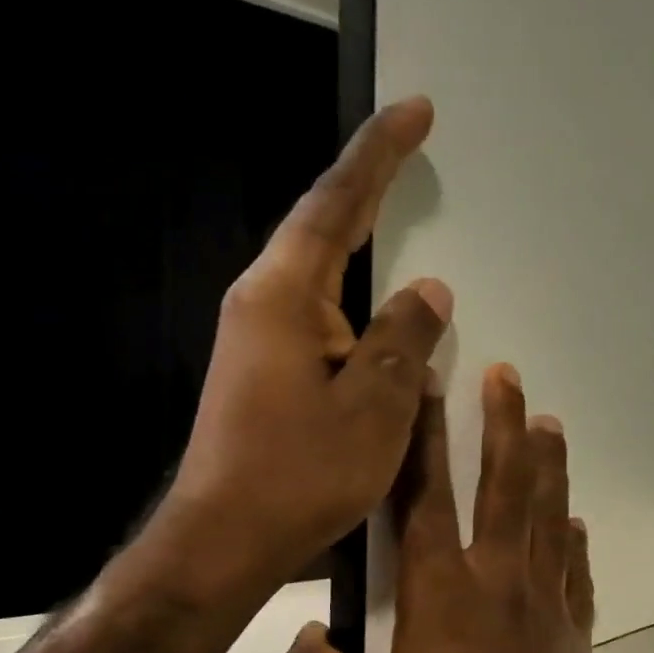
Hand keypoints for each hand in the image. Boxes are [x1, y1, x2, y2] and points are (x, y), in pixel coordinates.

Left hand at [147, 98, 452, 605]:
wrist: (224, 540)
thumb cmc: (299, 473)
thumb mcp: (373, 406)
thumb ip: (403, 339)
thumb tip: (429, 291)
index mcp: (284, 297)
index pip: (336, 205)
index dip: (379, 155)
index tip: (416, 111)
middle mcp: (265, 303)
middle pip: (323, 226)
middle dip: (371, 185)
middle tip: (416, 148)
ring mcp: (262, 338)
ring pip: (325, 273)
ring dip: (366, 241)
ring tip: (407, 215)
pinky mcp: (269, 369)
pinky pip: (327, 314)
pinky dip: (362, 299)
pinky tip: (386, 311)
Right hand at [277, 365, 623, 652]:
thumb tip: (297, 637)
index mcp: (441, 599)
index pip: (425, 498)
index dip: (423, 439)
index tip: (430, 387)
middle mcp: (499, 584)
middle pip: (504, 486)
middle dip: (502, 424)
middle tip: (507, 375)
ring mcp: (546, 606)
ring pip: (549, 515)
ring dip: (548, 464)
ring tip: (548, 421)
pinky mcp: (576, 635)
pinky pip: (576, 572)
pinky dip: (575, 540)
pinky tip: (575, 520)